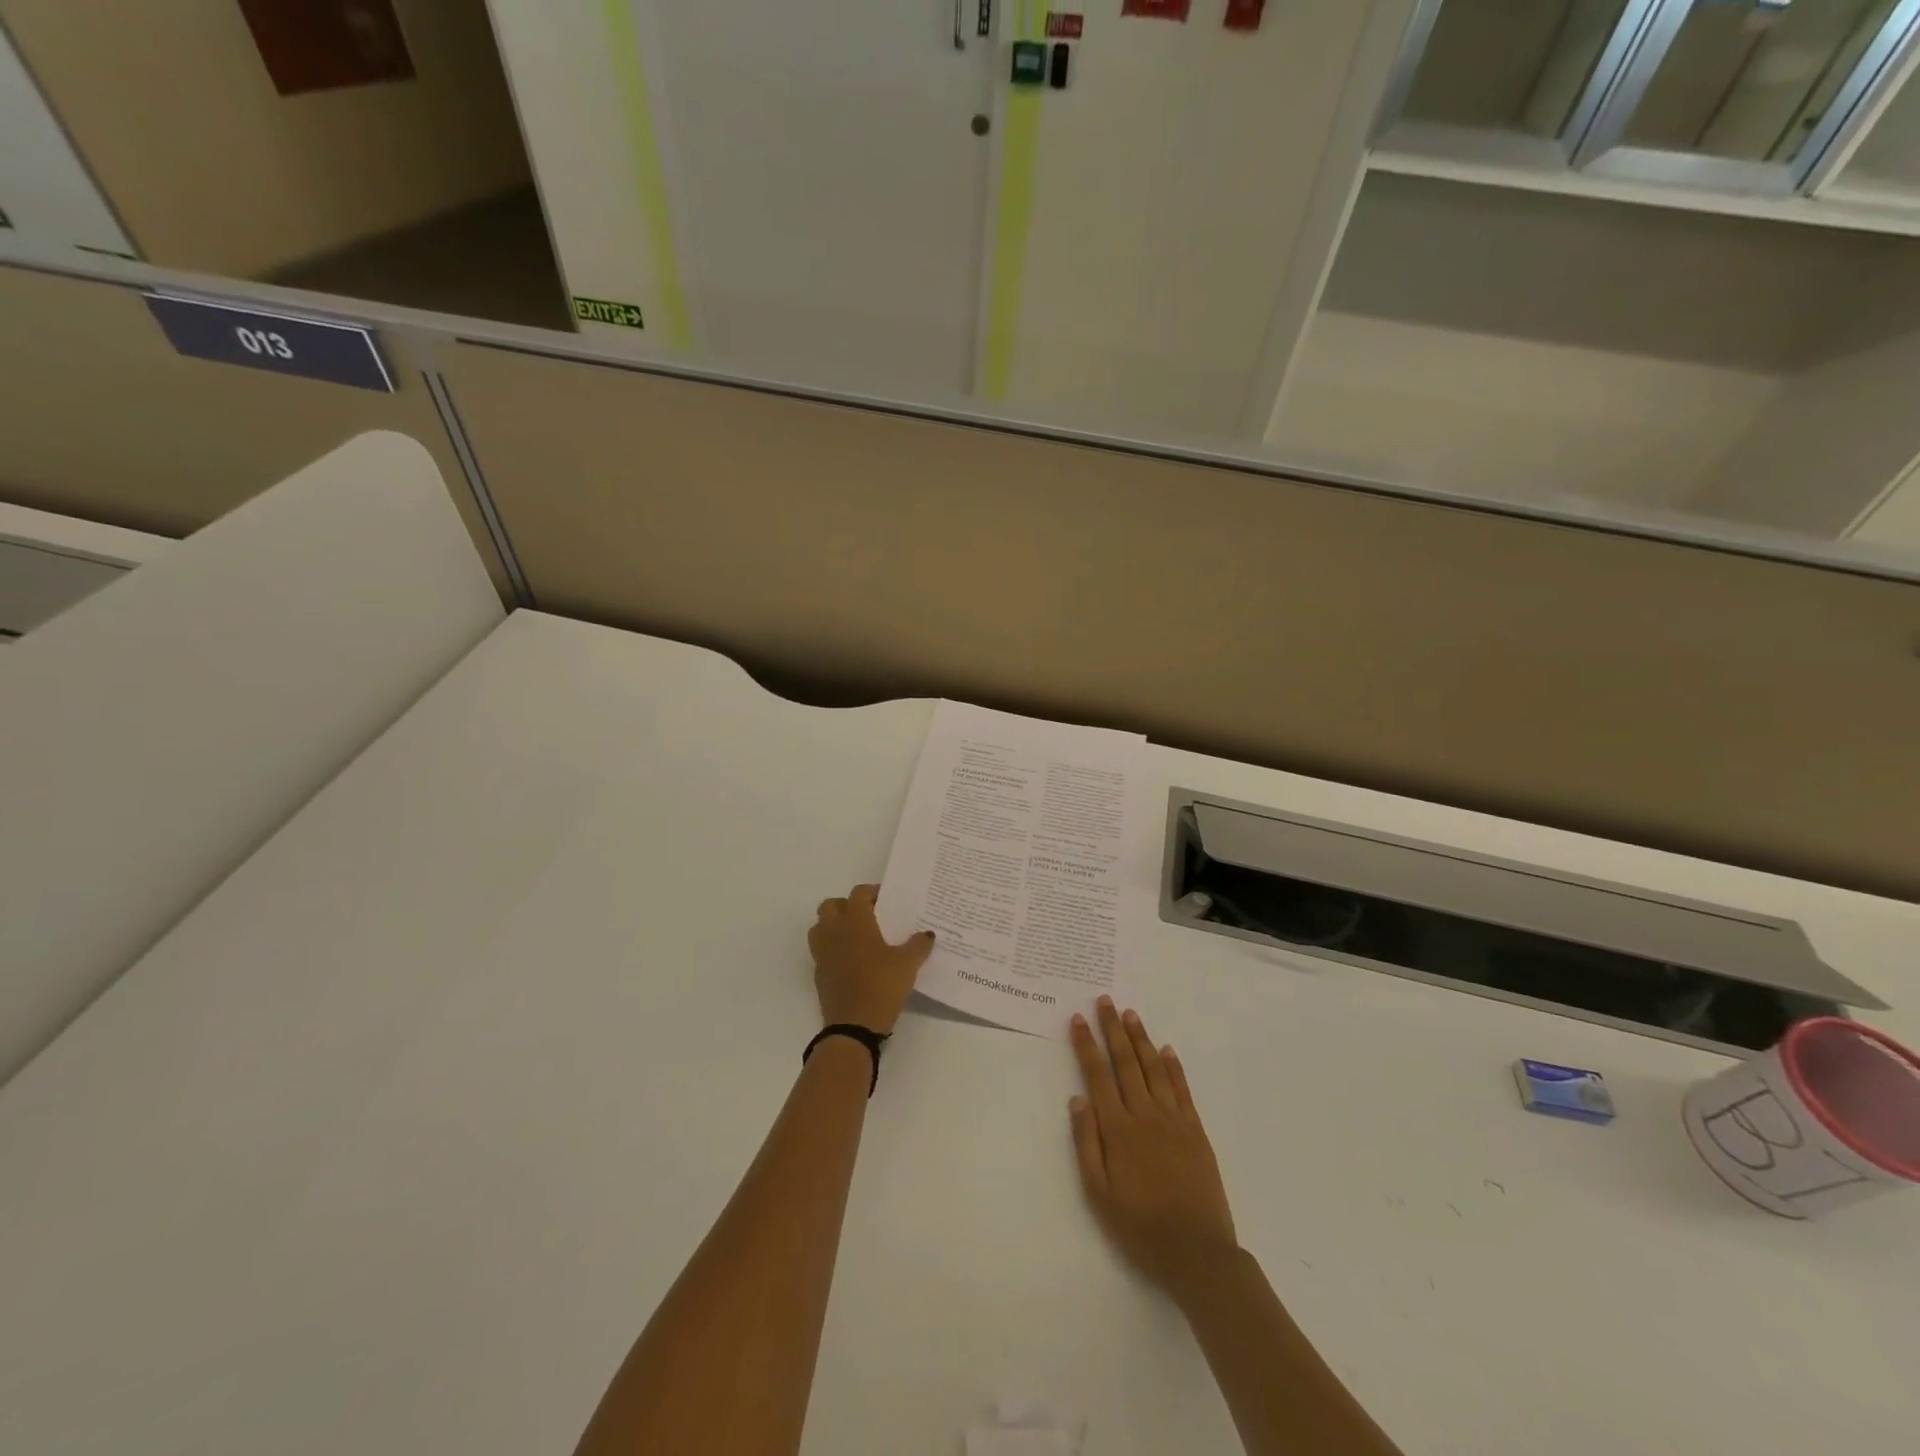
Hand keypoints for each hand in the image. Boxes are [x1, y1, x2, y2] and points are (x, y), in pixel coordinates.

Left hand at [808, 884, 934, 1034]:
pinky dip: (832, 949)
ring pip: (820, 927)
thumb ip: (918, 945)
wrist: (854, 1026)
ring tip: (856, 936)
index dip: (872, 892)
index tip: (886, 899)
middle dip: (847, 906)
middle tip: (868, 916)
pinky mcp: (819, 973)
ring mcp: (822, 953)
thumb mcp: (908, 965)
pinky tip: (851, 961)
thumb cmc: (882, 986)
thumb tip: (927, 934)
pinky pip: (821, 951)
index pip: (858, 894)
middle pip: (831, 906)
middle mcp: (834, 931)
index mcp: (855, 922)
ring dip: (834, 925)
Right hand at [1069, 998, 1238, 1300]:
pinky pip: (1182, 1090)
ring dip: (1141, 1039)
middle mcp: (1145, 1115)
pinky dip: (1173, 1067)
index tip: (1078, 1019)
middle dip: (1113, 1029)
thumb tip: (1078, 1098)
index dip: (1087, 1045)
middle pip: (1126, 1062)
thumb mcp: (1098, 1194)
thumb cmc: (1140, 1227)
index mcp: (1118, 1129)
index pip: (1098, 1076)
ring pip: (1154, 1069)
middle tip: (1105, 1000)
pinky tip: (1167, 1050)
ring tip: (1131, 1014)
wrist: (1197, 1252)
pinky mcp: (1196, 1131)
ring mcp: (1174, 1120)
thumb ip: (1086, 1143)